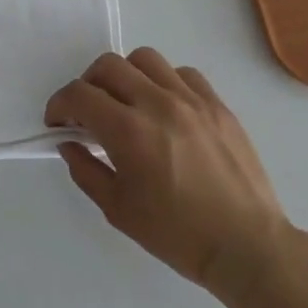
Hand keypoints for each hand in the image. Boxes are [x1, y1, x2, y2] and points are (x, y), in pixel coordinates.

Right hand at [46, 49, 292, 305]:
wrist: (249, 248)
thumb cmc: (179, 236)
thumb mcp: (118, 210)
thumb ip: (86, 170)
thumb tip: (69, 143)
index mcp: (129, 131)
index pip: (79, 94)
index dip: (59, 104)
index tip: (58, 122)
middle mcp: (158, 104)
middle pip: (107, 65)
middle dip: (87, 84)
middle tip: (88, 111)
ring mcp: (191, 100)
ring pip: (144, 59)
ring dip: (125, 75)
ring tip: (127, 101)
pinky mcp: (218, 105)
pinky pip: (182, 73)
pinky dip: (164, 82)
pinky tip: (165, 107)